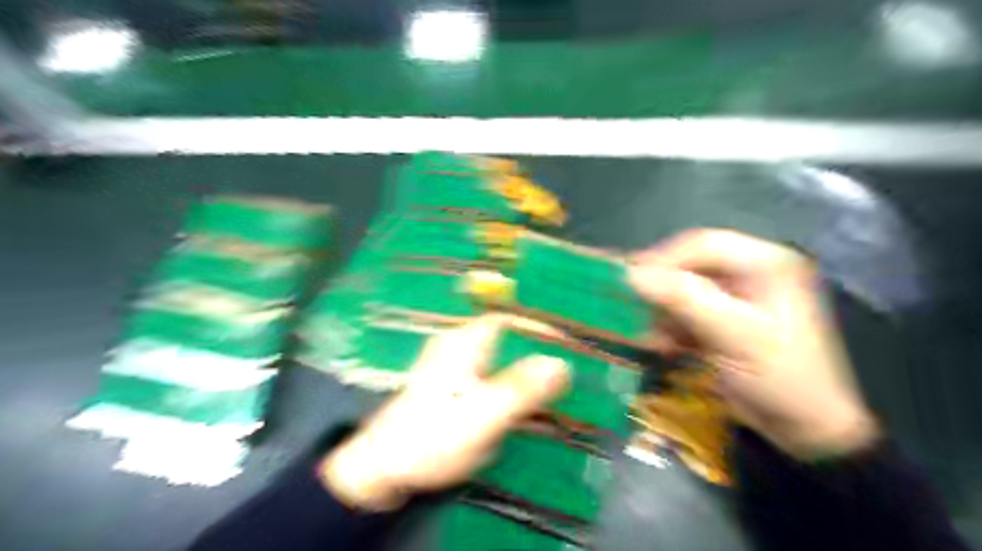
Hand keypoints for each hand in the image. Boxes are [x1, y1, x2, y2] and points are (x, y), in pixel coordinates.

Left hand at [320, 313, 567, 511]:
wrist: (381, 468)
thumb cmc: (431, 437)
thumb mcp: (481, 415)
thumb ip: (521, 389)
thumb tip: (562, 363)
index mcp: (464, 343)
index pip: (509, 318)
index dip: (539, 325)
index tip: (568, 340)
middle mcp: (458, 347)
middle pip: (505, 336)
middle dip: (536, 347)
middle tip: (568, 363)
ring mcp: (452, 368)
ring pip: (498, 357)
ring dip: (524, 367)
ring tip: (553, 383)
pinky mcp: (450, 389)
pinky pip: (488, 377)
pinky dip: (508, 384)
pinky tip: (521, 405)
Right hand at [634, 229, 877, 459]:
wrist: (803, 429)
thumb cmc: (779, 378)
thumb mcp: (733, 335)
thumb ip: (684, 299)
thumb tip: (633, 274)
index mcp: (766, 263)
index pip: (703, 244)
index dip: (663, 259)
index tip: (629, 282)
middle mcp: (750, 270)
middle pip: (691, 264)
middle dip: (663, 290)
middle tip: (638, 312)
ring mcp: (737, 295)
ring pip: (683, 287)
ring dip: (665, 311)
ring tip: (656, 337)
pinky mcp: (724, 317)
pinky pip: (686, 309)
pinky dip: (672, 326)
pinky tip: (668, 346)